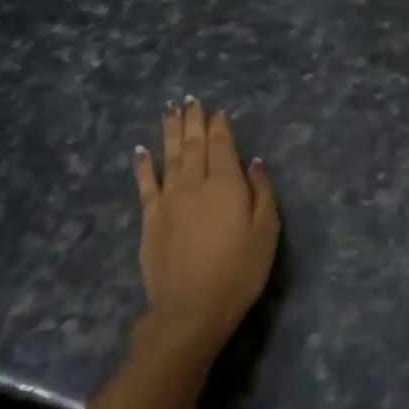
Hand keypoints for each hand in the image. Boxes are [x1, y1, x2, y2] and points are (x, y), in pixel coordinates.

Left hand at [133, 98, 279, 362]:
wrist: (191, 309)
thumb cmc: (239, 271)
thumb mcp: (266, 233)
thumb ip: (263, 192)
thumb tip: (255, 161)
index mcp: (227, 184)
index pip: (222, 146)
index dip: (219, 126)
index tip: (217, 110)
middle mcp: (195, 183)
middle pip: (193, 144)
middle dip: (193, 120)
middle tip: (189, 99)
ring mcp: (169, 199)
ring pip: (169, 156)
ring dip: (170, 131)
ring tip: (169, 110)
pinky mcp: (150, 218)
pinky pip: (145, 184)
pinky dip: (143, 165)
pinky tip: (141, 150)